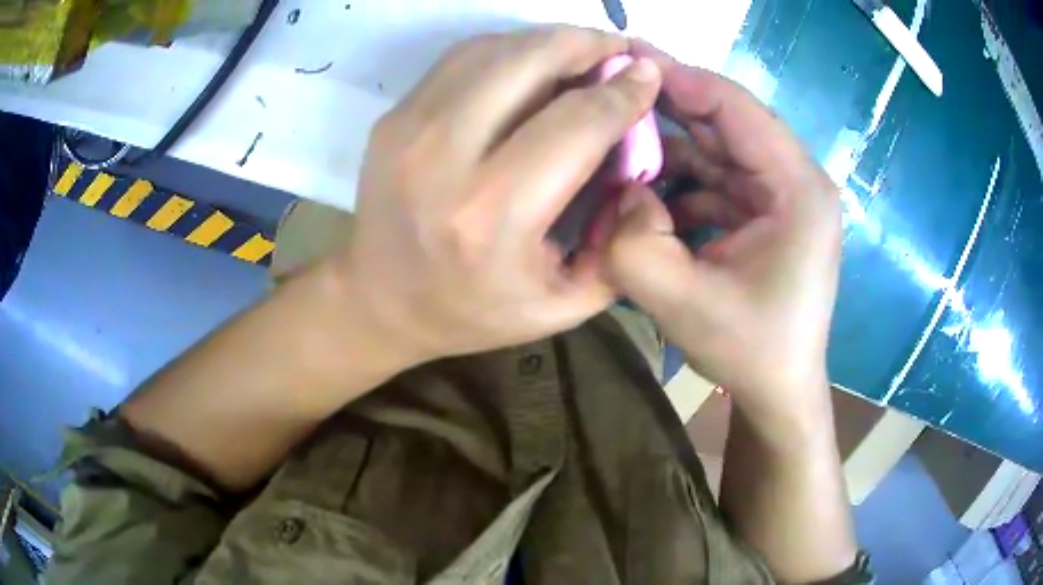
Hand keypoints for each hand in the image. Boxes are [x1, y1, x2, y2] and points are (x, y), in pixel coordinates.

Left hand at [337, 27, 661, 365]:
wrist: (381, 302)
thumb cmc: (474, 312)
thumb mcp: (564, 305)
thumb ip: (617, 242)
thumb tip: (640, 159)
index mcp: (493, 216)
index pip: (577, 122)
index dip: (623, 91)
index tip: (648, 75)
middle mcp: (445, 159)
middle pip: (530, 61)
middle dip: (587, 43)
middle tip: (619, 49)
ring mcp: (410, 129)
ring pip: (494, 49)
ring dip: (548, 41)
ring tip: (582, 52)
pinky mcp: (394, 117)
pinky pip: (462, 59)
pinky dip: (507, 49)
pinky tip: (532, 62)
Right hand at [604, 43, 841, 419]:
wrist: (779, 392)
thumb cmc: (749, 351)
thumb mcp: (681, 302)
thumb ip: (634, 241)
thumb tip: (621, 189)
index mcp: (797, 188)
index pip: (734, 106)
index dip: (677, 79)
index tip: (622, 62)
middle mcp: (797, 180)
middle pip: (727, 121)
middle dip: (668, 107)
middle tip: (610, 91)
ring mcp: (784, 196)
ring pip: (720, 148)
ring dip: (671, 147)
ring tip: (617, 145)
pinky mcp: (769, 214)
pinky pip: (720, 178)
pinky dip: (682, 179)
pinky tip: (647, 191)